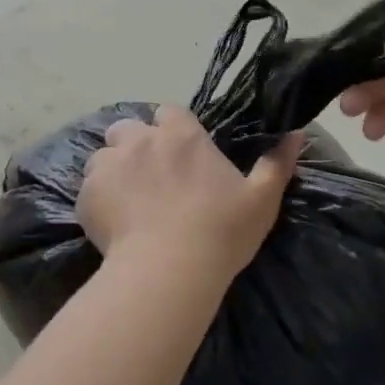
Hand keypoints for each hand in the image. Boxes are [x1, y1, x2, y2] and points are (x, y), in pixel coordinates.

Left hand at [78, 106, 305, 282]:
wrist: (168, 272)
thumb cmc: (221, 232)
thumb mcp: (262, 199)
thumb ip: (278, 162)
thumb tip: (297, 131)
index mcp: (182, 136)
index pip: (170, 113)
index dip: (173, 130)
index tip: (182, 155)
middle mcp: (141, 141)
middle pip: (130, 128)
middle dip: (137, 144)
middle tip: (152, 178)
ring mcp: (109, 166)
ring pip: (104, 155)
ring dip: (114, 169)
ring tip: (129, 200)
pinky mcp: (87, 195)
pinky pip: (88, 187)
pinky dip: (99, 198)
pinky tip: (114, 223)